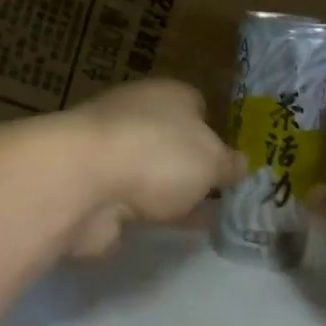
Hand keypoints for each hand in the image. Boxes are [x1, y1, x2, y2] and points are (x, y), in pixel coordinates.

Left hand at [64, 79, 245, 256]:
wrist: (82, 183)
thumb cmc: (158, 156)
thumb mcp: (211, 161)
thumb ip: (228, 164)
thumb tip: (242, 164)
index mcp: (169, 95)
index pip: (197, 106)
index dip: (215, 133)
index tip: (228, 164)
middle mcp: (135, 116)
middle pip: (171, 141)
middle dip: (190, 167)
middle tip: (218, 197)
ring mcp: (108, 153)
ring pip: (148, 173)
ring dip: (166, 193)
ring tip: (197, 220)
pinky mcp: (91, 189)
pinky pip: (128, 202)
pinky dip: (142, 214)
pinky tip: (162, 230)